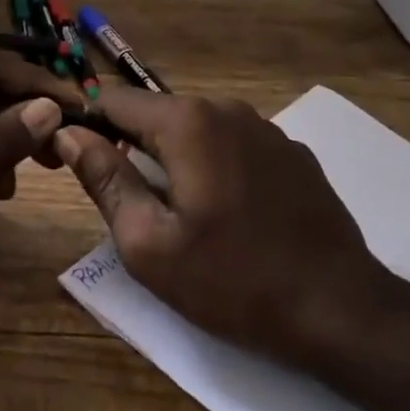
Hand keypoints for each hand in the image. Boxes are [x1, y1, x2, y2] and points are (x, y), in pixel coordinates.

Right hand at [53, 87, 402, 363]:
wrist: (340, 310)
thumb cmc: (232, 281)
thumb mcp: (148, 243)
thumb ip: (104, 179)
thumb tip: (69, 134)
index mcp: (187, 122)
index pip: (114, 100)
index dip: (88, 126)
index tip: (79, 163)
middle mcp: (226, 109)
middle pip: (157, 114)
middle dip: (133, 146)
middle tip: (130, 204)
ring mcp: (266, 128)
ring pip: (196, 129)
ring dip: (175, 158)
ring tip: (179, 214)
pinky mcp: (292, 152)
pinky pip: (234, 145)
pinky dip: (215, 165)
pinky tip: (228, 214)